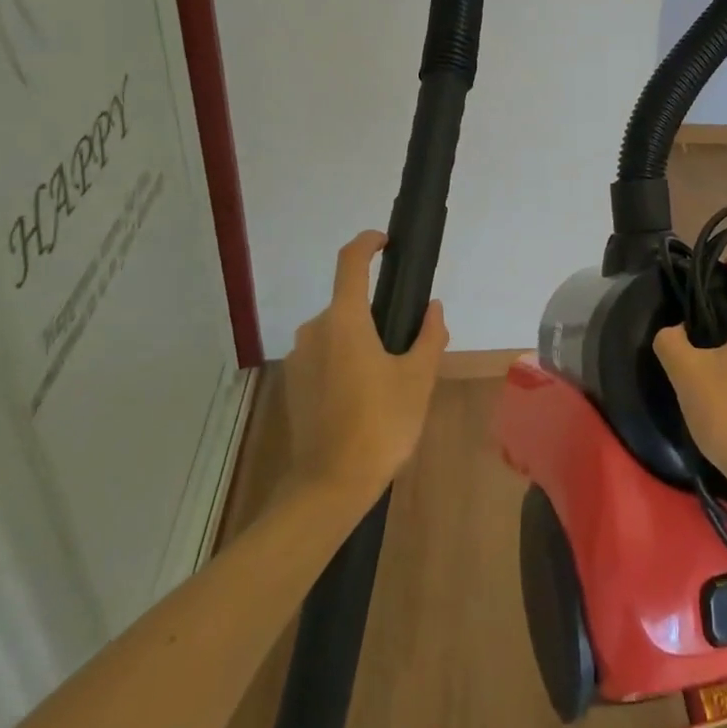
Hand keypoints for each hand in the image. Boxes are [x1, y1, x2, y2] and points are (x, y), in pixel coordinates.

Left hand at [284, 231, 448, 500]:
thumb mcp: (418, 378)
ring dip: (363, 339)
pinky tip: (366, 394)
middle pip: (348, 303)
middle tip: (411, 342)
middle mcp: (315, 329)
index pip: (351, 262)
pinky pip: (324, 354)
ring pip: (337, 331)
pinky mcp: (293, 383)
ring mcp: (299, 357)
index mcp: (345, 320)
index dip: (368, 242)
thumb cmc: (381, 424)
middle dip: (378, 312)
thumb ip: (429, 335)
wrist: (329, 485)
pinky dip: (345, 359)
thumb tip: (433, 308)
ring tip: (392, 375)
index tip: (386, 242)